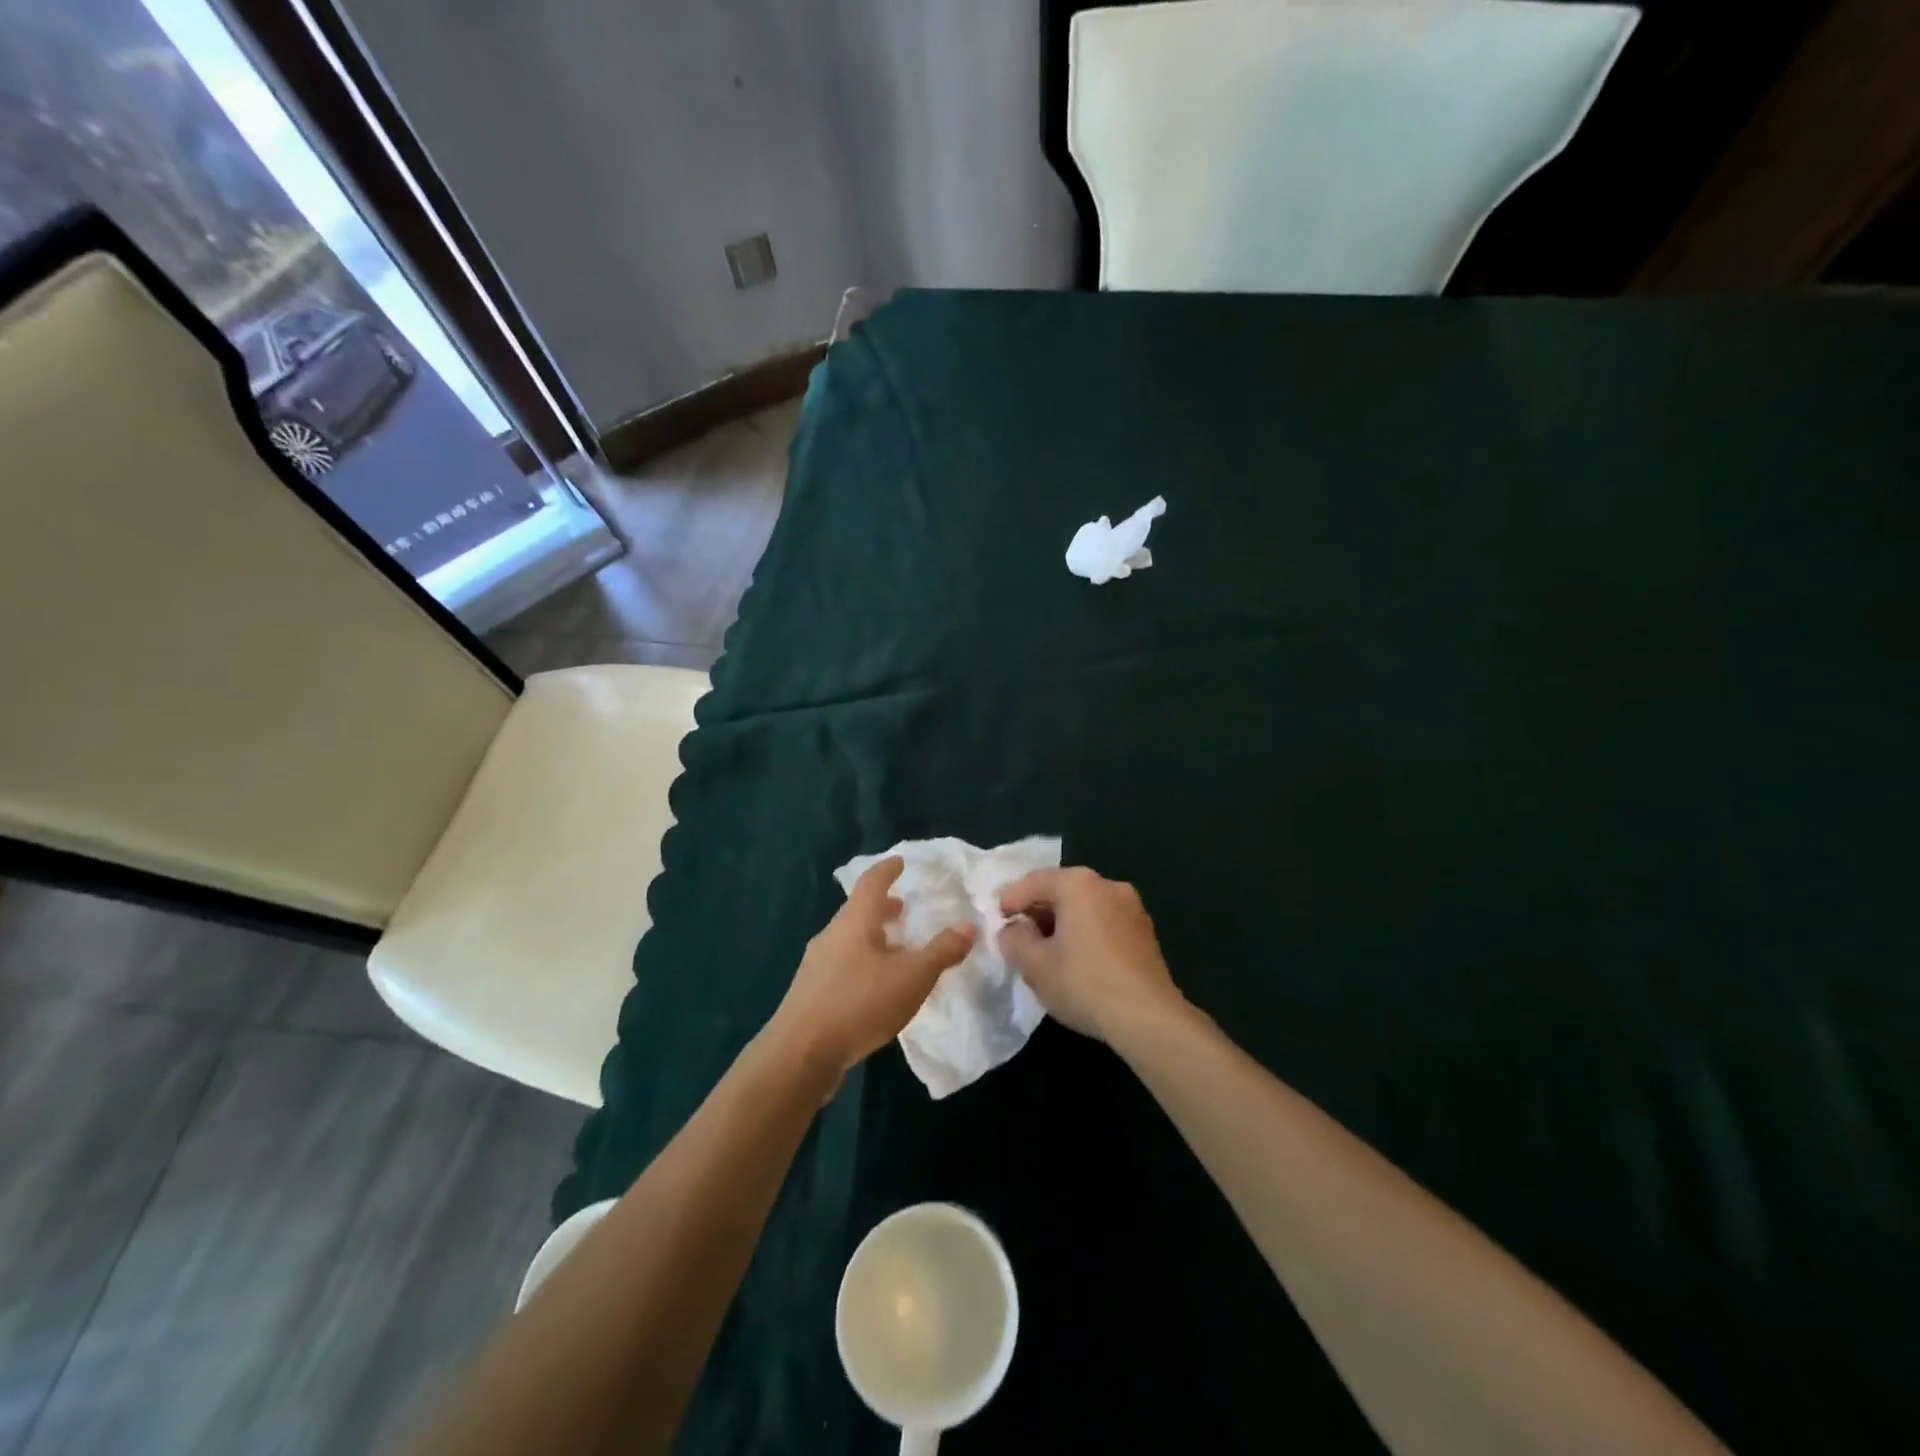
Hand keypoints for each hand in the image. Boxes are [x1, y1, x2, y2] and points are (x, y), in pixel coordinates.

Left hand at [766, 857, 974, 1082]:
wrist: (799, 1054)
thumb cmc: (859, 1003)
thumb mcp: (912, 977)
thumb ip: (942, 951)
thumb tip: (968, 927)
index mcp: (854, 921)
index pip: (871, 883)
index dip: (887, 870)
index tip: (900, 862)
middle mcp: (831, 935)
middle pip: (858, 911)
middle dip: (882, 907)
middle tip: (904, 909)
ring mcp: (816, 964)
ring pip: (849, 939)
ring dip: (872, 937)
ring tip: (896, 950)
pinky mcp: (810, 993)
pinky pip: (842, 964)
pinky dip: (862, 961)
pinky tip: (875, 986)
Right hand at [998, 867, 1182, 1044]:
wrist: (1148, 1018)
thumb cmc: (1084, 983)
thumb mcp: (1034, 964)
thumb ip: (1014, 939)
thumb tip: (1013, 930)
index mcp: (1078, 884)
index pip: (1033, 882)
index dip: (1010, 900)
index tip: (996, 921)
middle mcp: (1108, 885)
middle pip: (1061, 891)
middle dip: (1037, 912)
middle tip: (1018, 937)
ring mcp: (1132, 907)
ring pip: (1085, 907)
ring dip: (1062, 924)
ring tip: (1046, 952)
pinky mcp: (1145, 932)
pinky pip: (1104, 922)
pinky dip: (1085, 933)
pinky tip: (1077, 961)